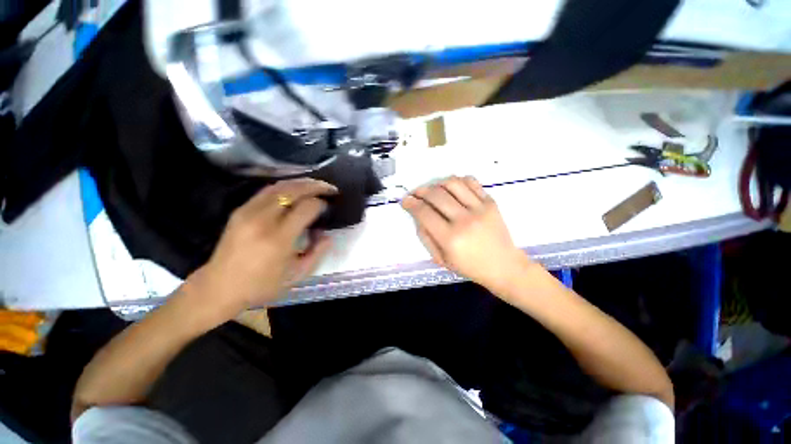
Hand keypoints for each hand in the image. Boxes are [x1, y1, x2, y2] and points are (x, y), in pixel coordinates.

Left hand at [182, 178, 337, 321]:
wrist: (219, 288)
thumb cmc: (261, 285)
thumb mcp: (296, 275)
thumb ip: (317, 253)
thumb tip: (327, 235)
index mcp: (278, 239)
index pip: (306, 209)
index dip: (320, 204)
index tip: (328, 206)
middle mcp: (262, 220)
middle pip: (292, 191)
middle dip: (314, 186)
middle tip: (329, 187)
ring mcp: (248, 212)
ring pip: (279, 187)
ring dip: (300, 183)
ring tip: (315, 185)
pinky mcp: (240, 211)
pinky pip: (267, 191)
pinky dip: (285, 186)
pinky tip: (295, 189)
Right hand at [402, 176, 533, 290]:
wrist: (504, 265)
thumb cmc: (470, 266)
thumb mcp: (441, 259)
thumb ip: (425, 237)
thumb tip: (417, 216)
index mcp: (450, 239)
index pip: (424, 213)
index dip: (411, 204)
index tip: (405, 201)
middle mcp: (464, 220)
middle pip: (436, 195)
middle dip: (420, 191)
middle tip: (415, 194)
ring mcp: (480, 209)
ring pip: (452, 183)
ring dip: (437, 183)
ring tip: (432, 190)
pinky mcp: (491, 202)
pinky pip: (471, 182)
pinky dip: (457, 180)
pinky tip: (451, 187)